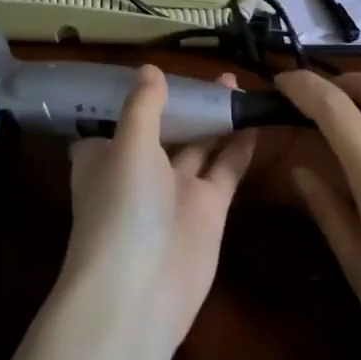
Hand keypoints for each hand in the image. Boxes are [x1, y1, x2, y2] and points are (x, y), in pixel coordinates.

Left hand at [61, 66, 257, 352]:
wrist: (141, 290)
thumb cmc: (123, 208)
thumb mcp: (128, 146)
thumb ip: (143, 107)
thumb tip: (150, 69)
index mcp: (106, 156)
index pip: (118, 121)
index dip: (136, 99)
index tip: (158, 72)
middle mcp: (139, 171)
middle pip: (165, 130)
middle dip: (186, 103)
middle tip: (214, 74)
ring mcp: (176, 192)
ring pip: (199, 146)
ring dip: (215, 118)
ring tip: (237, 84)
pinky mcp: (208, 209)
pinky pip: (225, 169)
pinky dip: (239, 145)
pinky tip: (254, 118)